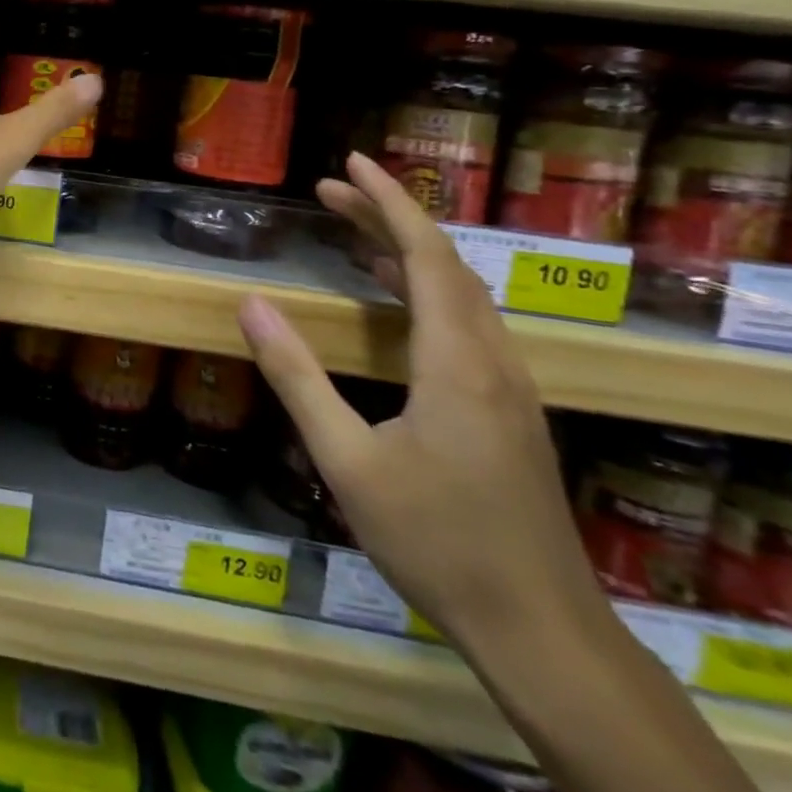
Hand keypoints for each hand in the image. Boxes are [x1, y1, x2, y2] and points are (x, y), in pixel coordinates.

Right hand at [237, 153, 607, 655]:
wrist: (540, 629)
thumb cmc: (435, 540)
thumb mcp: (346, 460)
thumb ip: (297, 376)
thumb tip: (251, 304)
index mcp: (457, 363)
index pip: (425, 256)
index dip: (388, 202)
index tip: (352, 162)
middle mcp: (493, 360)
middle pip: (444, 264)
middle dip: (387, 217)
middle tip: (330, 190)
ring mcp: (510, 387)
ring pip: (461, 293)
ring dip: (408, 253)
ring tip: (352, 234)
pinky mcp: (510, 410)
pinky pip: (468, 324)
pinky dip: (426, 291)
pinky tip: (395, 304)